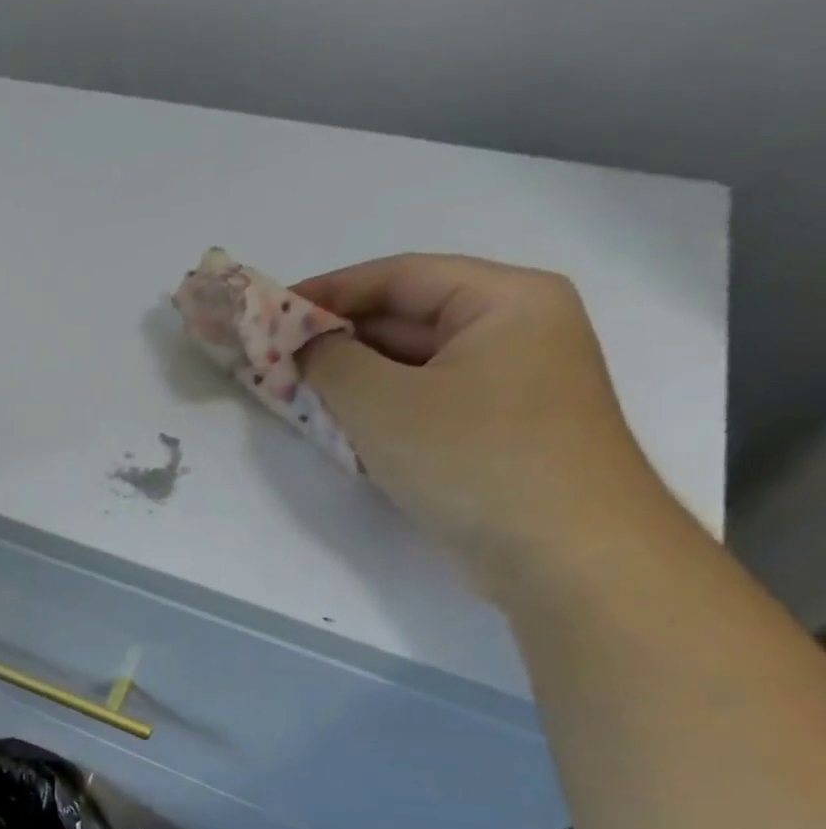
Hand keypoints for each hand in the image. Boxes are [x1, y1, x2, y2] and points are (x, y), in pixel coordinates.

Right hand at [296, 254, 668, 590]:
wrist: (562, 552)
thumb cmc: (473, 456)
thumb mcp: (381, 402)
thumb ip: (328, 361)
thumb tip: (302, 345)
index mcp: (505, 301)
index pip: (400, 276)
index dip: (327, 290)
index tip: (265, 312)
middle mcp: (514, 332)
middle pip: (406, 318)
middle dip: (334, 338)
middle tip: (269, 357)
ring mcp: (507, 385)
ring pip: (410, 365)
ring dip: (349, 378)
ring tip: (290, 392)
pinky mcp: (492, 432)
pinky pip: (421, 403)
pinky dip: (375, 409)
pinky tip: (334, 427)